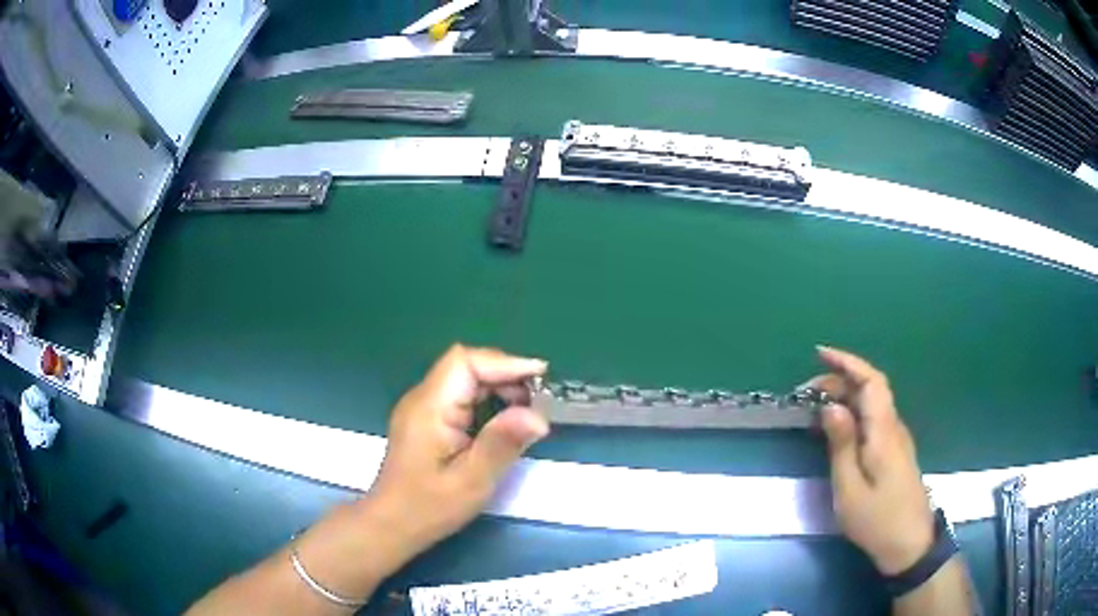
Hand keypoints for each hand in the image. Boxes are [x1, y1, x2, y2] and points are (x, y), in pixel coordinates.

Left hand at [366, 344, 550, 564]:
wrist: (391, 524)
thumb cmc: (429, 507)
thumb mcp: (471, 481)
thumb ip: (502, 444)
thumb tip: (539, 416)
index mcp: (430, 407)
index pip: (466, 362)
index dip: (505, 363)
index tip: (541, 377)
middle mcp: (423, 398)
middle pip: (466, 366)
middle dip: (506, 375)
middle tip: (539, 400)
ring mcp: (422, 407)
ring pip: (465, 379)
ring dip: (498, 387)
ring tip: (528, 409)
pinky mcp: (427, 419)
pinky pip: (460, 395)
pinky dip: (487, 399)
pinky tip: (504, 420)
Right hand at [806, 346, 934, 574]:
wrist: (909, 543)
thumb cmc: (877, 519)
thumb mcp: (850, 488)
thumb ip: (842, 445)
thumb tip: (830, 407)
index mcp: (884, 431)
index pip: (871, 381)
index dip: (847, 362)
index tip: (820, 354)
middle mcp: (893, 427)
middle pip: (870, 389)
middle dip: (839, 380)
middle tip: (805, 394)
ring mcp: (896, 439)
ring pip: (872, 404)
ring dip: (845, 397)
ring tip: (814, 410)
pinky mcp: (894, 452)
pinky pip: (873, 420)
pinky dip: (853, 413)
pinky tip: (837, 430)